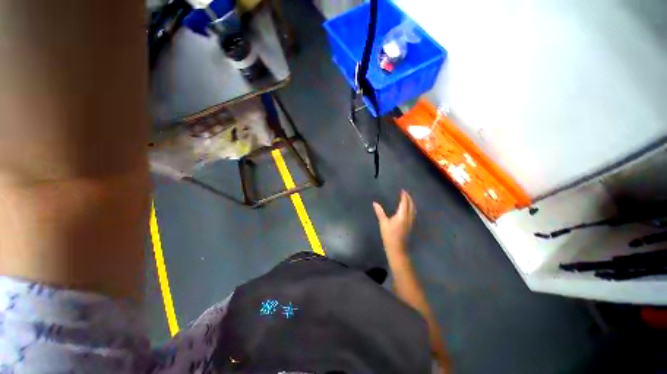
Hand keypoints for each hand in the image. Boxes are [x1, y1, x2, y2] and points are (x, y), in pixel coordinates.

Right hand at [373, 190, 415, 251]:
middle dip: (409, 198)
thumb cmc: (389, 235)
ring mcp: (411, 222)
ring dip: (411, 202)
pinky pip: (413, 213)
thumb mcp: (383, 223)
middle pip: (411, 205)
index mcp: (402, 215)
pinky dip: (411, 207)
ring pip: (413, 209)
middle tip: (405, 193)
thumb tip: (375, 203)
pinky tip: (408, 208)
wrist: (397, 248)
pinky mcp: (411, 225)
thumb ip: (379, 212)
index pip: (405, 203)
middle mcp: (409, 217)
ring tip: (407, 198)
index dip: (404, 196)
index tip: (402, 190)